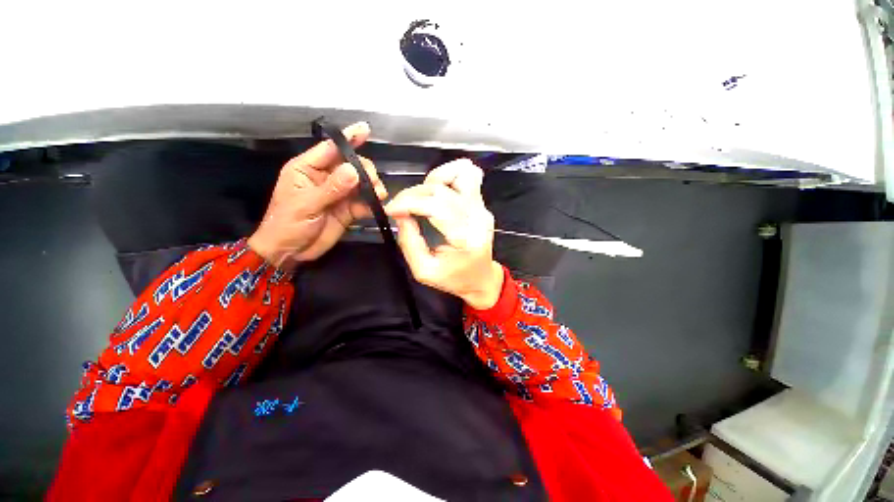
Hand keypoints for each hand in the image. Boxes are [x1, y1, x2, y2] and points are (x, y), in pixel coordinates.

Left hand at [247, 122, 386, 270]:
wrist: (290, 253)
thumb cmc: (287, 224)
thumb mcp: (306, 204)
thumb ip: (331, 188)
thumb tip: (354, 171)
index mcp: (307, 169)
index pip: (330, 149)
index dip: (348, 138)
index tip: (365, 129)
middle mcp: (326, 178)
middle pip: (352, 165)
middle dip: (365, 170)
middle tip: (372, 183)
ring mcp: (339, 194)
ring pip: (361, 183)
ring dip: (372, 187)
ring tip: (378, 194)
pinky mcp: (348, 210)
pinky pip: (364, 202)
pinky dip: (372, 203)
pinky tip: (378, 206)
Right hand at [385, 159, 503, 309]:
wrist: (481, 278)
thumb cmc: (454, 278)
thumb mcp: (424, 271)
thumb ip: (409, 242)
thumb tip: (400, 215)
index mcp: (465, 238)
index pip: (437, 206)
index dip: (409, 203)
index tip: (391, 210)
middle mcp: (477, 218)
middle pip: (442, 190)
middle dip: (413, 195)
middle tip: (400, 207)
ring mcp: (482, 208)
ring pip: (459, 174)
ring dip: (433, 181)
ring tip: (421, 197)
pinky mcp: (481, 204)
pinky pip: (468, 175)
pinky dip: (449, 175)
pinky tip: (437, 188)